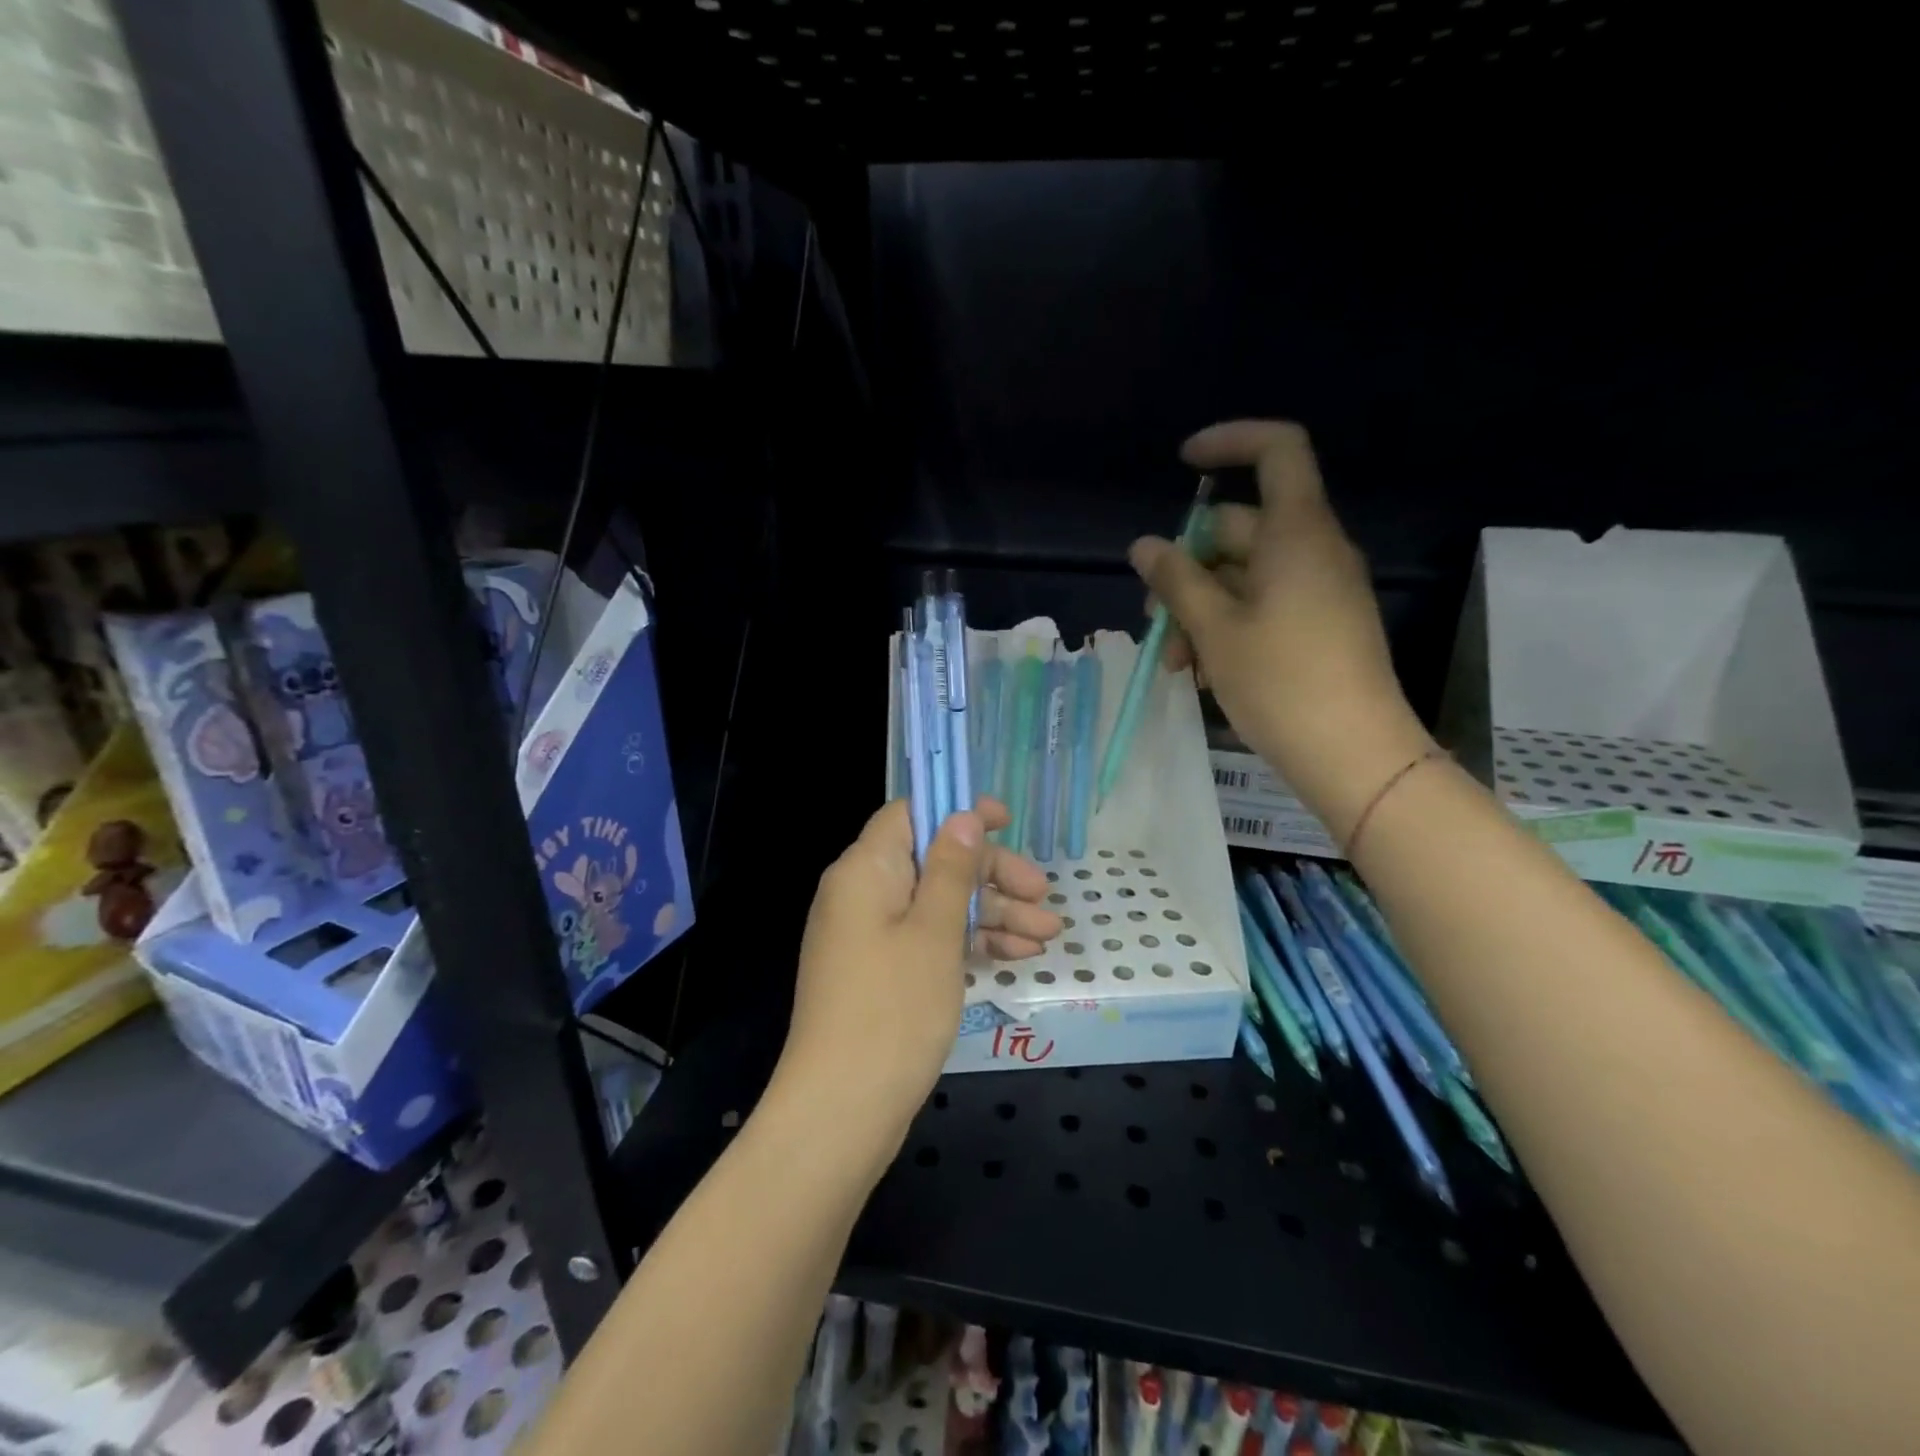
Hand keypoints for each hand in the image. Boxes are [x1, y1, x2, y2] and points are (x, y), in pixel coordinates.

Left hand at [773, 797, 1061, 1162]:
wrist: (842, 1111)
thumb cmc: (893, 1009)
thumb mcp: (935, 931)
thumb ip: (953, 868)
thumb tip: (963, 815)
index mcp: (865, 870)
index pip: (911, 814)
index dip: (958, 811)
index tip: (1007, 822)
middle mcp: (862, 894)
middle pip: (933, 861)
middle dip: (991, 874)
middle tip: (1043, 894)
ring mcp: (870, 936)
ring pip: (938, 904)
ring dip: (993, 913)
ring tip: (1048, 935)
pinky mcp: (881, 972)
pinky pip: (929, 939)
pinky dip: (969, 942)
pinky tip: (1016, 955)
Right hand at [1130, 420, 1432, 842]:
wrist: (1353, 753)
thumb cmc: (1280, 682)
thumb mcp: (1214, 629)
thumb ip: (1176, 580)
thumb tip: (1144, 545)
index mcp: (1296, 533)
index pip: (1277, 450)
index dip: (1230, 442)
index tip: (1182, 464)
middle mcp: (1312, 550)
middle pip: (1239, 529)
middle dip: (1186, 568)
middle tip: (1154, 618)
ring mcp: (1319, 590)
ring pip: (1243, 576)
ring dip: (1199, 609)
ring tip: (1175, 663)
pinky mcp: (1319, 626)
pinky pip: (1262, 605)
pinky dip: (1226, 626)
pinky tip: (1203, 672)